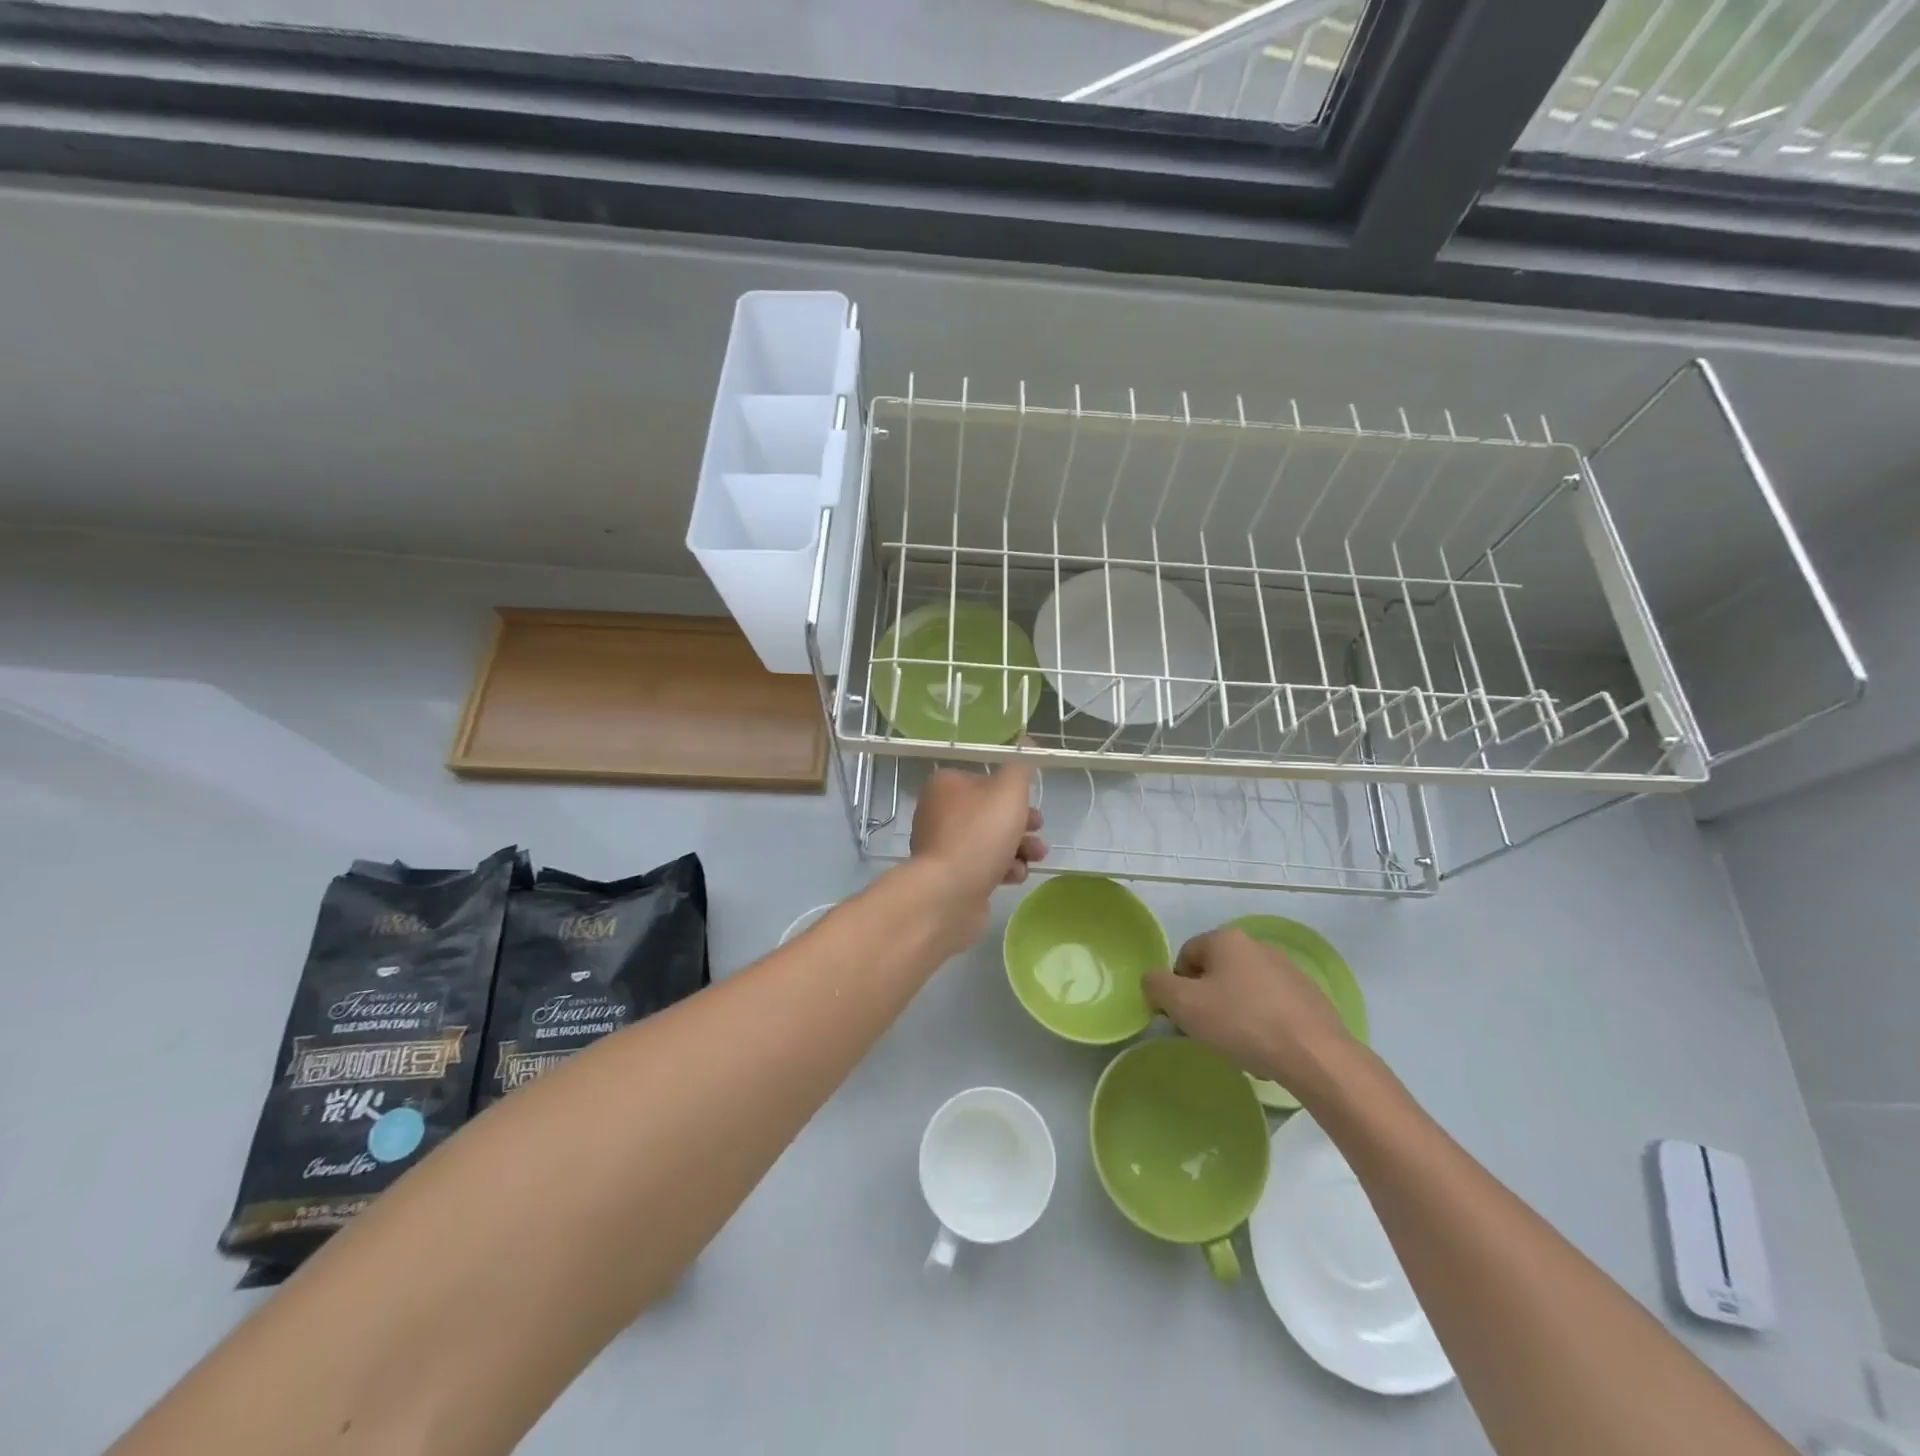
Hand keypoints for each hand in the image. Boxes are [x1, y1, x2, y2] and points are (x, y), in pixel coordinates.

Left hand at [909, 761, 1046, 935]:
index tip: (1033, 802)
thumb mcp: (1009, 791)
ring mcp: (943, 846)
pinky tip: (1015, 875)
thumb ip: (1021, 765)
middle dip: (1021, 822)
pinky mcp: (950, 876)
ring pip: (990, 840)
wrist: (948, 893)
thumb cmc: (979, 834)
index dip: (1013, 791)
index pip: (985, 779)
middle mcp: (939, 812)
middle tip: (1039, 829)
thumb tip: (1026, 739)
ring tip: (1035, 856)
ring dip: (1018, 847)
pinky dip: (1002, 869)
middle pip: (989, 811)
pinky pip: (982, 866)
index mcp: (946, 785)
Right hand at [1144, 929, 1358, 1096]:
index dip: (1177, 986)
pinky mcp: (1309, 995)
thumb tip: (1153, 980)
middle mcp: (1257, 945)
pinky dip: (1261, 1021)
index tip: (1184, 1016)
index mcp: (1226, 939)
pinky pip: (1271, 1004)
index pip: (1185, 955)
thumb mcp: (1183, 1005)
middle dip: (1207, 999)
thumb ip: (1157, 985)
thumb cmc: (1242, 1023)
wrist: (1315, 1054)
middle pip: (1215, 970)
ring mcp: (1287, 969)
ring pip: (1243, 988)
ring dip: (1234, 1011)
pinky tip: (1265, 1047)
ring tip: (1239, 1044)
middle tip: (1208, 1031)